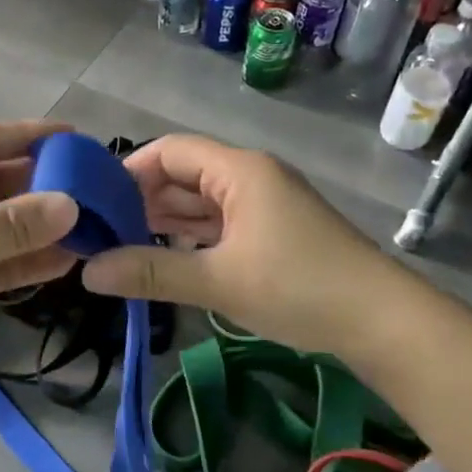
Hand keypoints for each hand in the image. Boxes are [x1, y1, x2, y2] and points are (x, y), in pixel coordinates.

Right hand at [81, 135, 378, 355]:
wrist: (383, 321)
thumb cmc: (298, 287)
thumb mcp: (218, 281)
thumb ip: (150, 272)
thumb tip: (88, 272)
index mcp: (239, 171)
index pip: (170, 150)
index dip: (129, 170)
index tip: (95, 202)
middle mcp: (251, 177)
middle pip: (184, 174)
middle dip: (143, 199)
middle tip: (102, 231)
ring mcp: (265, 204)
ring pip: (202, 201)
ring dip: (166, 220)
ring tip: (123, 245)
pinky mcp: (274, 231)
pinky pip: (221, 223)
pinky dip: (192, 236)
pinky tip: (167, 256)